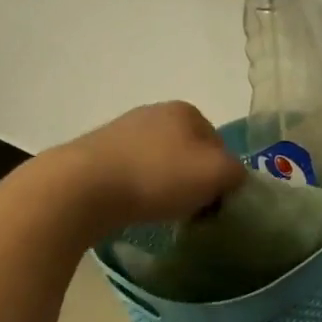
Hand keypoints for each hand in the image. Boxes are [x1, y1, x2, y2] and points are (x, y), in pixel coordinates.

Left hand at [38, 101, 245, 240]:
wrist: (83, 188)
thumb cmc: (159, 176)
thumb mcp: (219, 173)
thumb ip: (238, 173)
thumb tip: (231, 178)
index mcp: (186, 111)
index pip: (220, 146)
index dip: (222, 176)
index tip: (214, 201)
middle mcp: (154, 112)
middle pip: (190, 154)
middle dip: (193, 180)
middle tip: (190, 208)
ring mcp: (122, 130)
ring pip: (161, 164)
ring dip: (166, 186)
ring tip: (160, 210)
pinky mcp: (96, 153)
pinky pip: (133, 174)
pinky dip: (139, 190)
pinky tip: (134, 206)